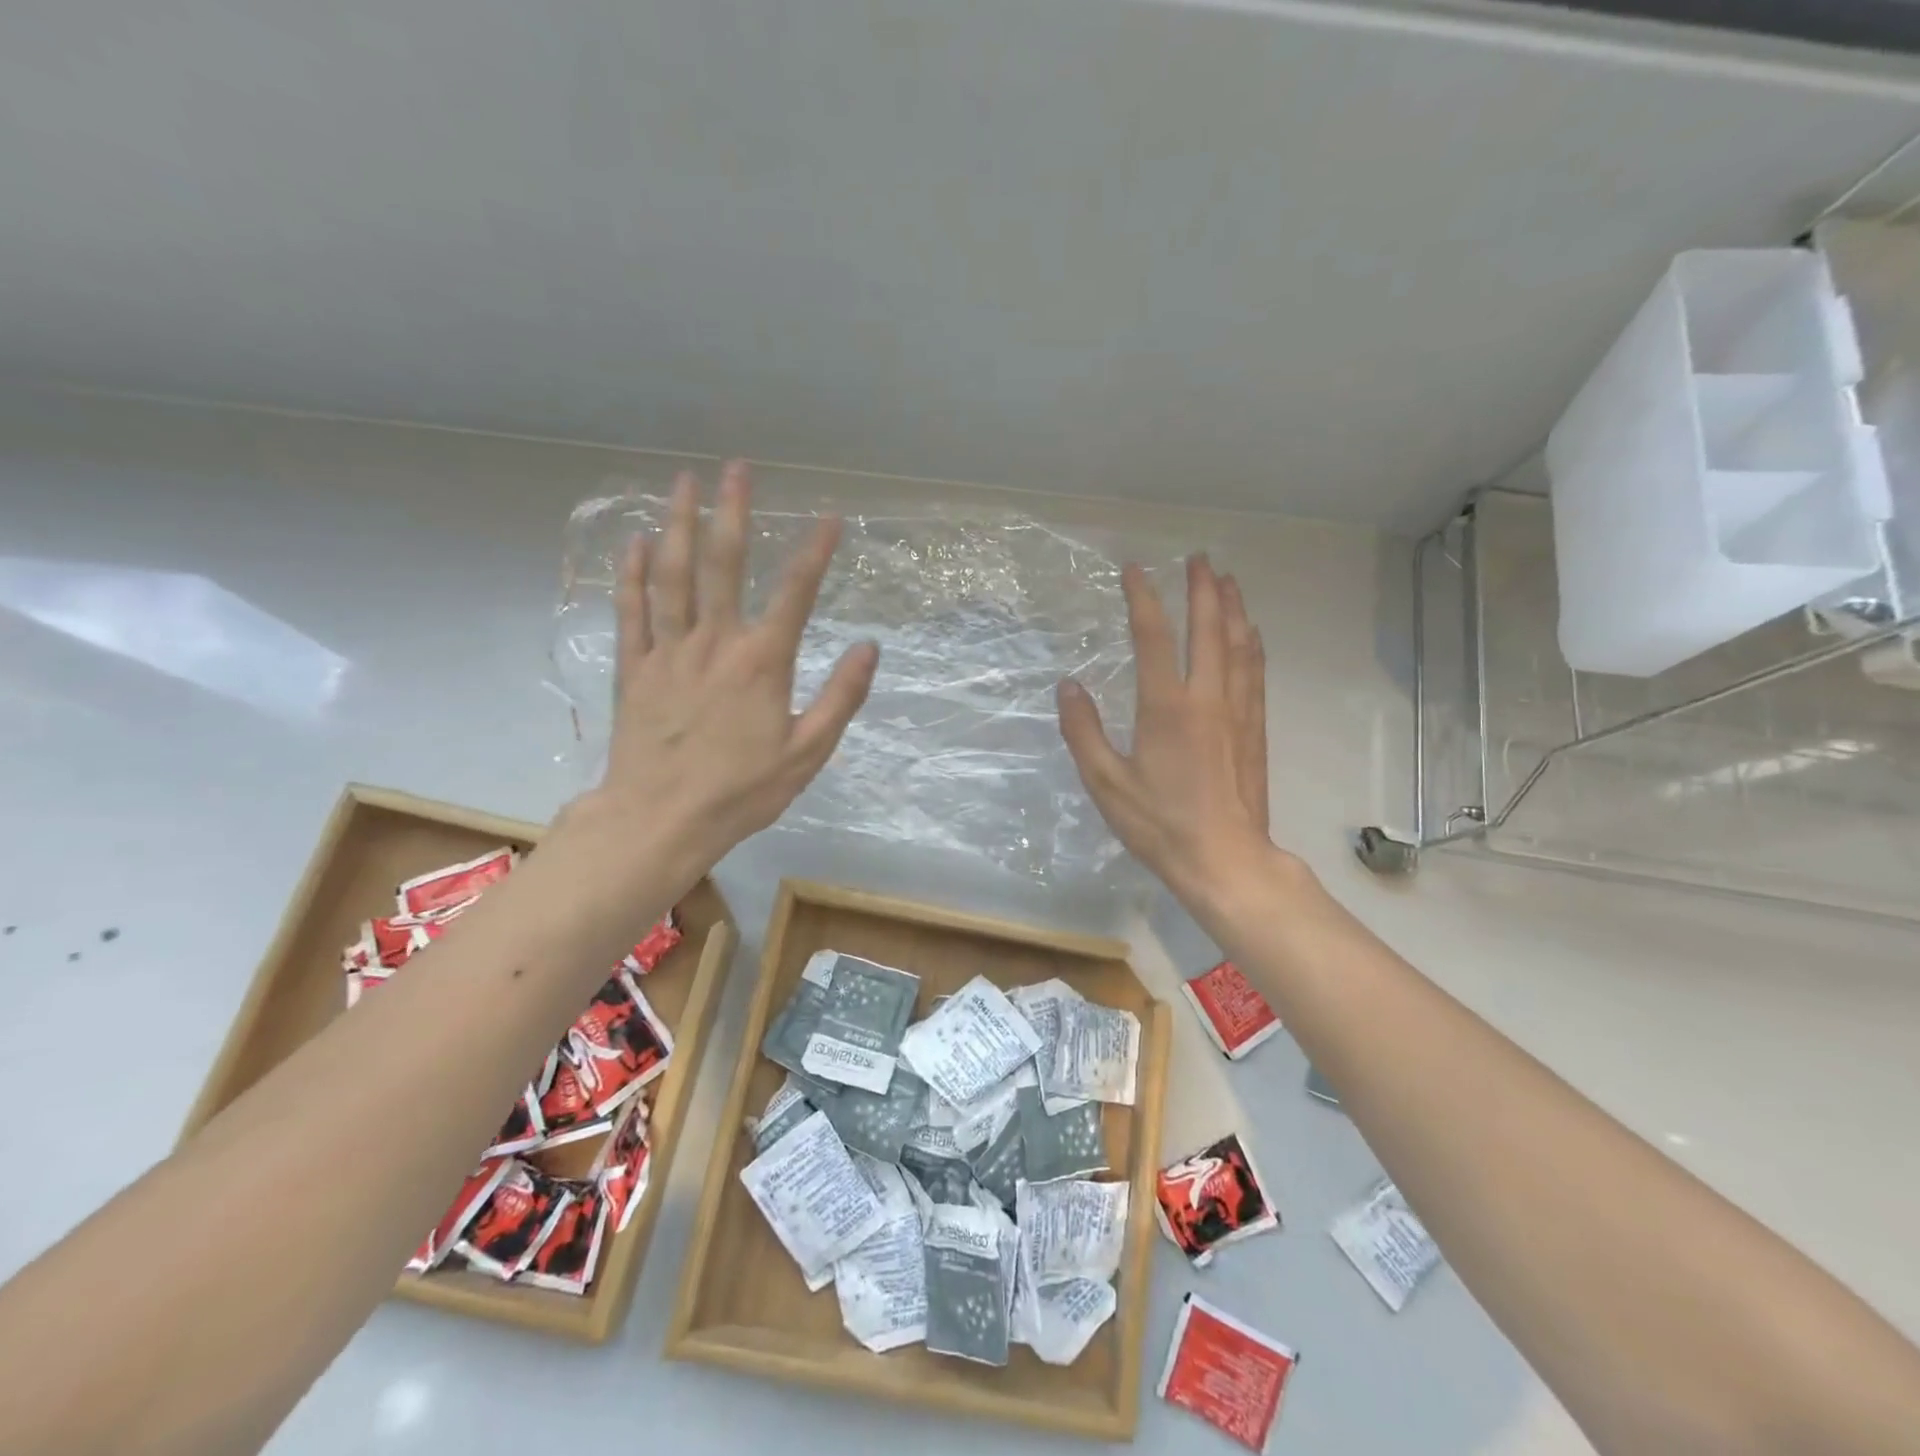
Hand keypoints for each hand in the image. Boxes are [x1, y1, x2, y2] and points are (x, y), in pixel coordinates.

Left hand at [583, 462, 878, 866]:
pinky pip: (632, 611)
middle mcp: (714, 643)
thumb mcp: (808, 752)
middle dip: (732, 512)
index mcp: (762, 662)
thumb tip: (869, 648)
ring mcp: (668, 652)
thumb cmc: (742, 791)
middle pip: (722, 565)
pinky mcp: (635, 669)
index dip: (815, 552)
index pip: (795, 593)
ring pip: (672, 576)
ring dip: (678, 525)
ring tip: (682, 483)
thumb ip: (840, 697)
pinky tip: (633, 543)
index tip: (830, 517)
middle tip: (736, 468)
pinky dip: (632, 574)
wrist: (660, 820)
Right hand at [1057, 555, 1278, 909]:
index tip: (1134, 569)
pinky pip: (1255, 673)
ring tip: (1228, 581)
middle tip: (1199, 558)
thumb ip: (1083, 731)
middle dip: (1203, 589)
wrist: (1224, 859)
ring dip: (1232, 609)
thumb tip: (1068, 686)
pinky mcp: (1255, 730)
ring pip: (1239, 646)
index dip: (1142, 598)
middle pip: (1208, 630)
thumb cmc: (1159, 823)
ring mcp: (1237, 712)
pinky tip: (1251, 634)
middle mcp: (1207, 698)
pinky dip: (1252, 645)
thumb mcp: (1105, 782)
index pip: (1153, 637)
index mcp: (1166, 707)